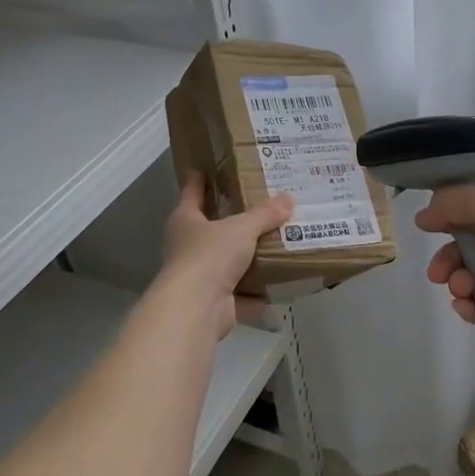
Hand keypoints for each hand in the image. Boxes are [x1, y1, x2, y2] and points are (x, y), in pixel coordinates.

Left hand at [160, 175, 293, 338]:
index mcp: (185, 220)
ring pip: (227, 261)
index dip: (200, 180)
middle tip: (260, 206)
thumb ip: (265, 214)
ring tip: (277, 242)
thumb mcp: (242, 228)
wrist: (197, 307)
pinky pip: (241, 291)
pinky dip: (258, 290)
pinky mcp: (214, 301)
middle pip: (211, 228)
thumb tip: (289, 198)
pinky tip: (279, 282)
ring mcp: (199, 276)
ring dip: (247, 257)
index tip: (207, 168)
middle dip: (233, 220)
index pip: (192, 192)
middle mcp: (187, 246)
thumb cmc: (210, 255)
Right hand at [413, 182, 474, 346]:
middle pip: (470, 243)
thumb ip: (453, 201)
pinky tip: (469, 308)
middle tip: (437, 273)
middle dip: (448, 258)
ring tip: (462, 291)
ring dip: (458, 282)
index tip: (427, 227)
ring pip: (474, 275)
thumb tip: (425, 216)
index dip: (448, 213)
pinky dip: (472, 305)